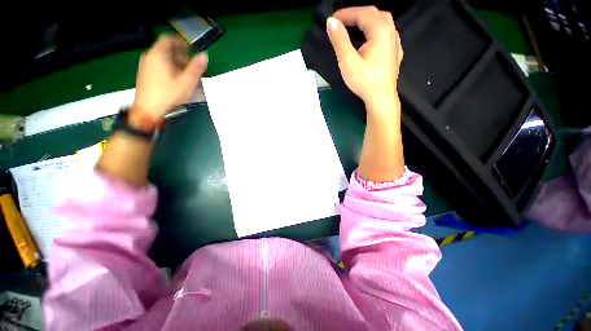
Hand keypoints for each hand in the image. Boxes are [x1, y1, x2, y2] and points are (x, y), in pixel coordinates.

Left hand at [133, 35, 207, 122]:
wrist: (148, 109)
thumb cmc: (169, 94)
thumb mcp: (187, 82)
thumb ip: (196, 68)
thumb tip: (205, 55)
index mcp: (158, 54)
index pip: (169, 39)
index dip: (181, 43)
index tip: (191, 51)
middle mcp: (149, 56)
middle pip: (166, 49)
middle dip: (181, 55)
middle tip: (192, 67)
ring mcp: (145, 65)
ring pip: (162, 58)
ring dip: (176, 63)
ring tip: (185, 75)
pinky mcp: (144, 73)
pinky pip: (158, 65)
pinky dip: (168, 68)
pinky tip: (175, 80)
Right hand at [326, 6, 402, 110]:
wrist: (381, 98)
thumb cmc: (365, 81)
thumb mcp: (348, 61)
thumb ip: (340, 40)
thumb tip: (331, 22)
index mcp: (380, 31)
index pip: (362, 14)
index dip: (346, 14)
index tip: (332, 20)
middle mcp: (391, 32)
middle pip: (374, 14)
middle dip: (356, 14)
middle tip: (342, 22)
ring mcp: (395, 43)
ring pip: (382, 22)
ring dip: (367, 20)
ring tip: (355, 26)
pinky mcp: (395, 53)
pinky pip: (387, 34)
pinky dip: (376, 30)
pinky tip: (372, 38)